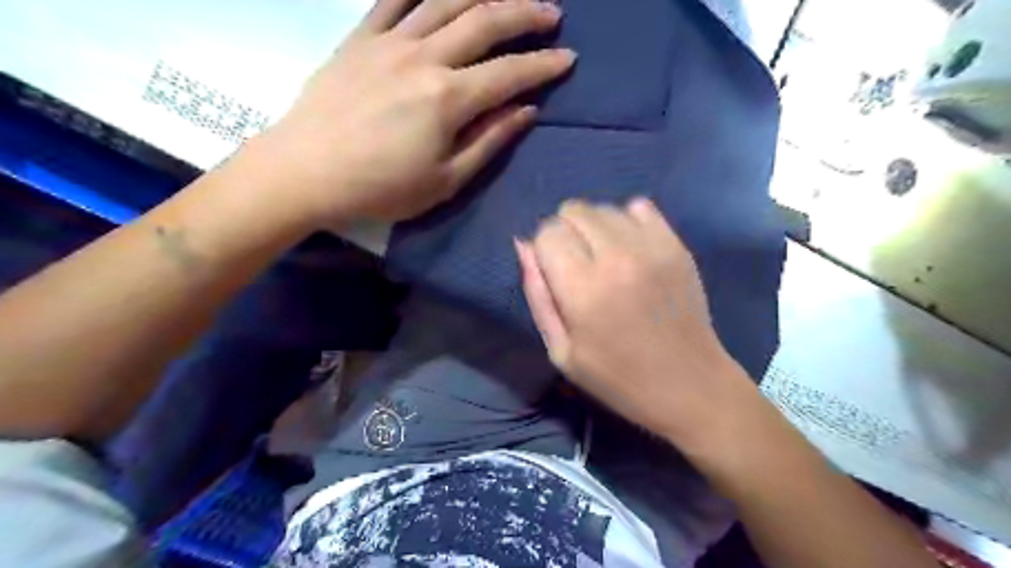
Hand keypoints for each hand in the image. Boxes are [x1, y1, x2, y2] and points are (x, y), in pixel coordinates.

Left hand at [262, 0, 576, 224]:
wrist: (306, 172)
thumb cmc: (381, 187)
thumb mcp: (445, 181)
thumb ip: (488, 142)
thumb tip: (525, 112)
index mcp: (448, 99)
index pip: (509, 73)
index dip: (543, 65)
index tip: (569, 58)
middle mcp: (424, 58)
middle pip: (484, 21)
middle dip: (524, 15)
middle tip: (552, 14)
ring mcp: (389, 42)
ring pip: (446, 0)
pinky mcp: (360, 38)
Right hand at [516, 199, 753, 447]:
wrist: (689, 384)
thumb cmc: (617, 378)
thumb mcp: (561, 351)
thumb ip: (538, 295)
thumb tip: (523, 245)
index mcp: (583, 289)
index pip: (547, 234)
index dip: (544, 251)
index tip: (555, 273)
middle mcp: (617, 257)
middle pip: (573, 211)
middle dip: (566, 233)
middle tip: (578, 266)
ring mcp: (651, 246)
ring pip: (604, 208)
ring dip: (594, 228)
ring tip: (604, 259)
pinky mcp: (676, 244)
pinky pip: (639, 207)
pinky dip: (626, 221)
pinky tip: (629, 248)